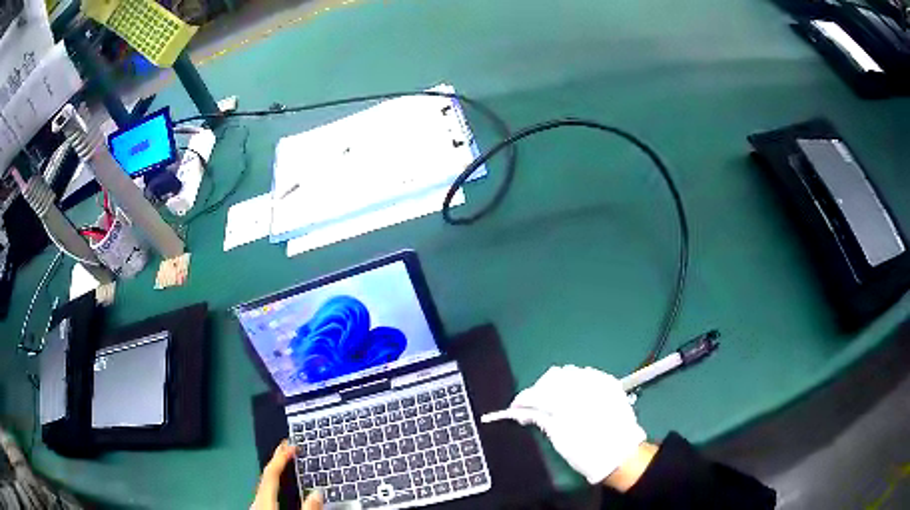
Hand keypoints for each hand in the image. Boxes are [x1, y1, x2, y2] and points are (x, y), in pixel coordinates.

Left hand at [251, 440, 322, 509]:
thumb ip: (308, 508)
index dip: (281, 457)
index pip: (272, 473)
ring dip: (273, 470)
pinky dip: (271, 482)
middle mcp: (257, 500)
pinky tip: (275, 485)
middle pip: (266, 475)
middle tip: (286, 445)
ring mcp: (256, 505)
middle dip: (276, 460)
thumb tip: (318, 492)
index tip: (291, 445)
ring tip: (282, 461)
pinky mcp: (258, 509)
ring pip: (264, 483)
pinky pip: (264, 491)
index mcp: (266, 500)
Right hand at [500, 366, 646, 485]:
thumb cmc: (585, 452)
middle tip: (535, 406)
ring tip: (556, 399)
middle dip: (540, 389)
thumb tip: (523, 411)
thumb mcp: (558, 438)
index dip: (522, 400)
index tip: (515, 409)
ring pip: (570, 372)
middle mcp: (581, 384)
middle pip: (552, 377)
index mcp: (565, 400)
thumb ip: (540, 418)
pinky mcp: (610, 383)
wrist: (621, 455)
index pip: (535, 393)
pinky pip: (588, 374)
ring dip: (559, 383)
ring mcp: (598, 382)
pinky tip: (576, 395)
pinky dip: (577, 382)